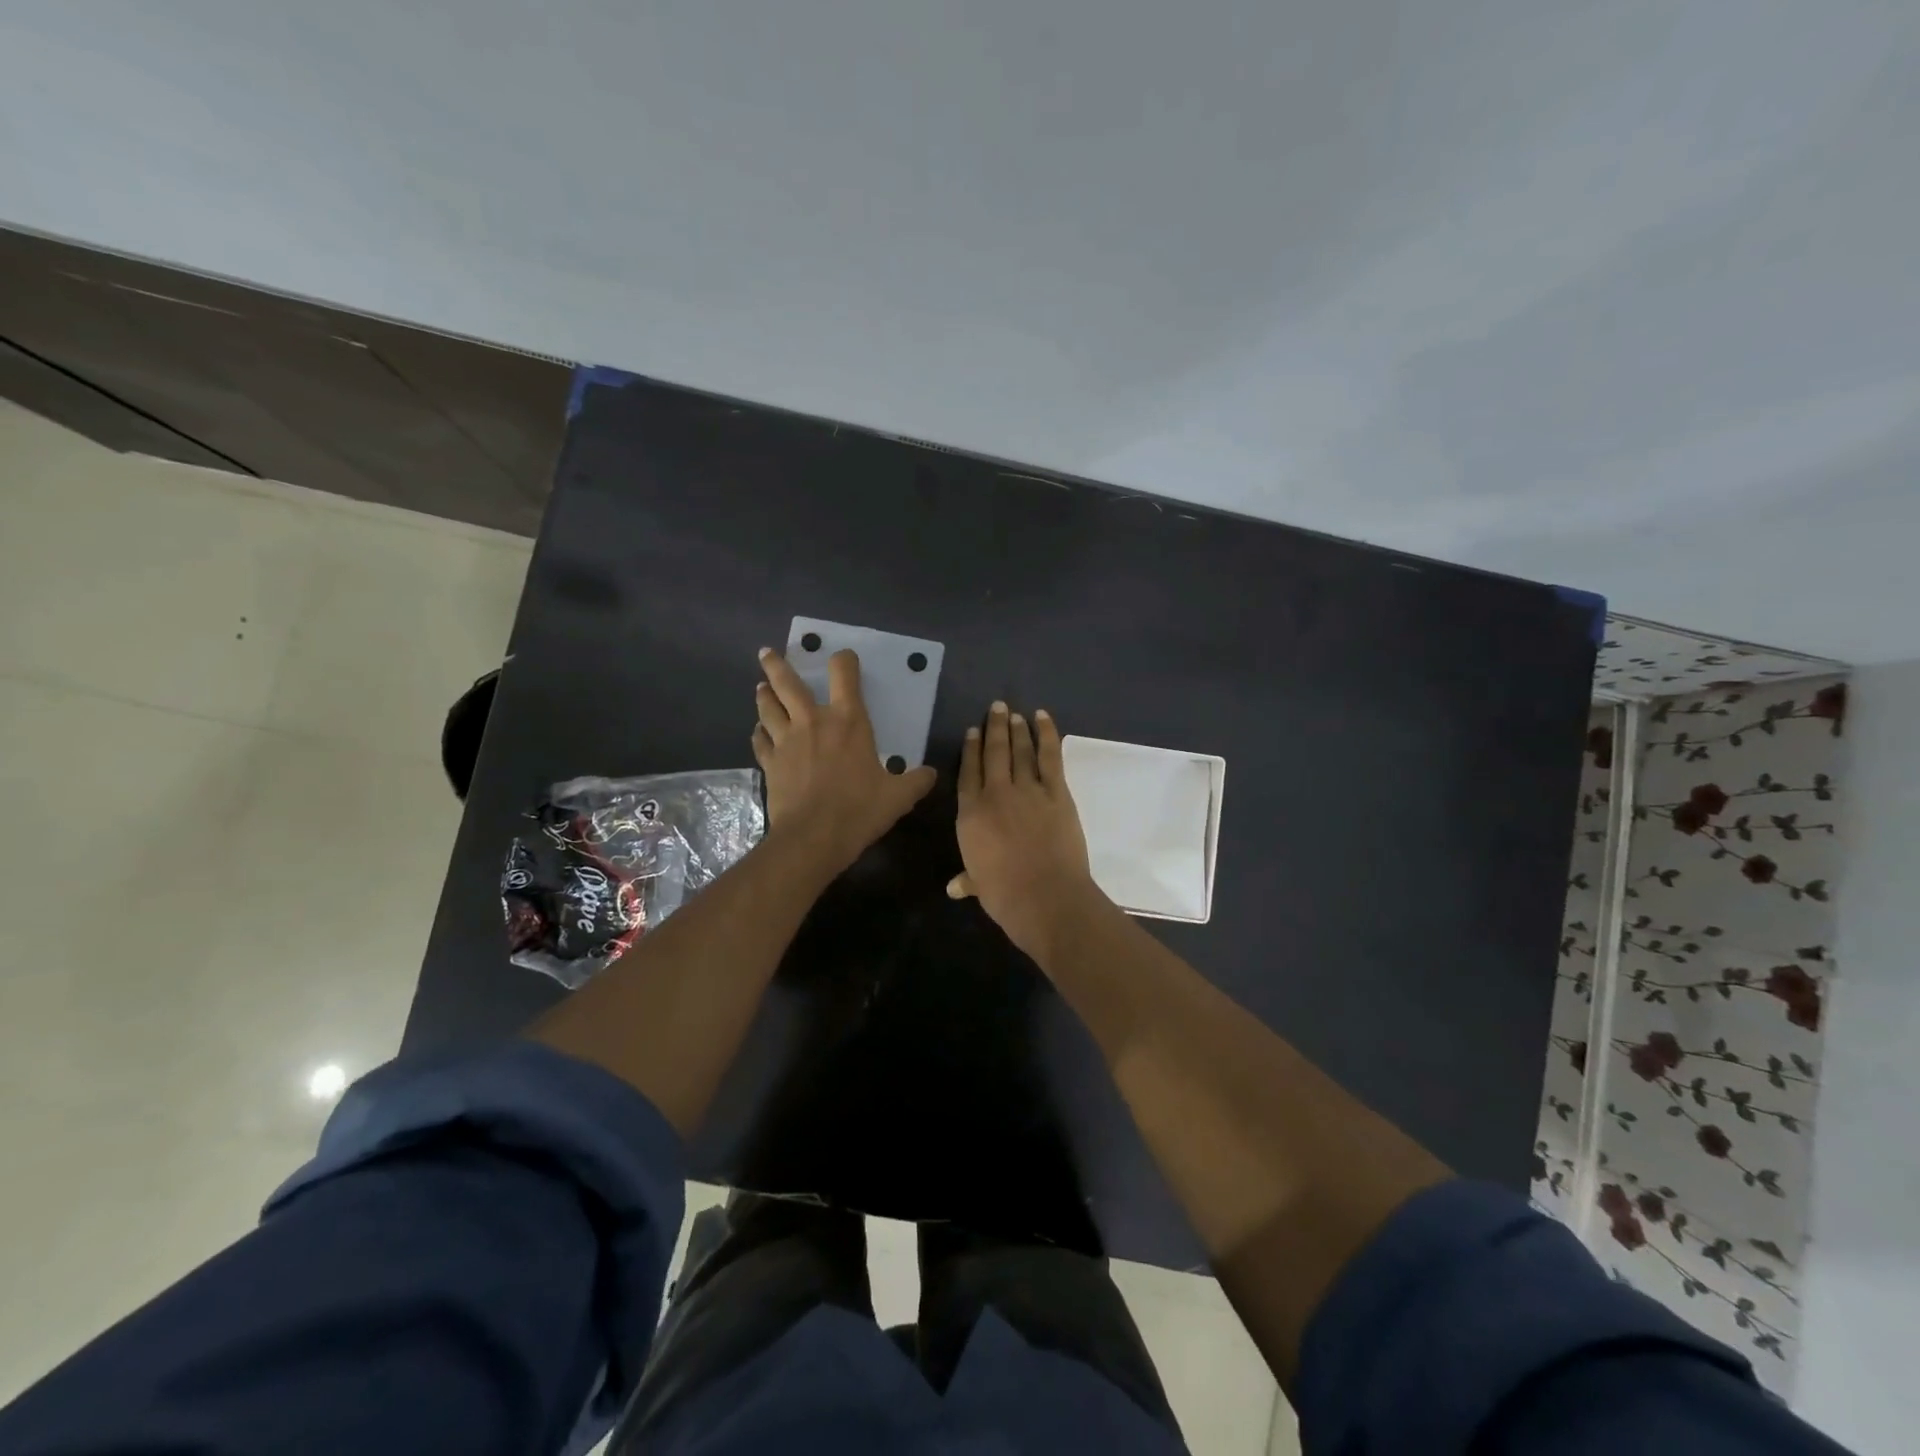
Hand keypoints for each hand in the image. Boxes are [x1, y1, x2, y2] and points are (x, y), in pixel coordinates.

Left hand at [752, 647, 936, 873]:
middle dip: (777, 665)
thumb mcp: (899, 796)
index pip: (844, 675)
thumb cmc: (859, 810)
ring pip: (768, 708)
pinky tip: (758, 732)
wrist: (813, 837)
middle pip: (788, 683)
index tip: (844, 658)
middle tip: (767, 652)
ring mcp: (786, 741)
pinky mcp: (770, 763)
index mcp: (848, 721)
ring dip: (764, 695)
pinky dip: (758, 733)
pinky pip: (760, 741)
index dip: (844, 660)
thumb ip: (916, 780)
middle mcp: (813, 722)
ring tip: (761, 687)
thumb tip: (930, 774)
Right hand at [949, 702, 1102, 962]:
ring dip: (1017, 729)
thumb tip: (953, 888)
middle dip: (994, 728)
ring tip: (1014, 713)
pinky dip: (1047, 735)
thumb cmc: (1005, 895)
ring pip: (1020, 751)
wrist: (1045, 896)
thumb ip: (968, 880)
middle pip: (993, 753)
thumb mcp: (979, 886)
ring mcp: (1028, 790)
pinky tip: (1042, 718)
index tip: (972, 731)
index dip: (970, 750)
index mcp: (971, 814)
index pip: (968, 773)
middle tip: (996, 707)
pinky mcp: (1057, 793)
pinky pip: (1050, 757)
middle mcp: (996, 794)